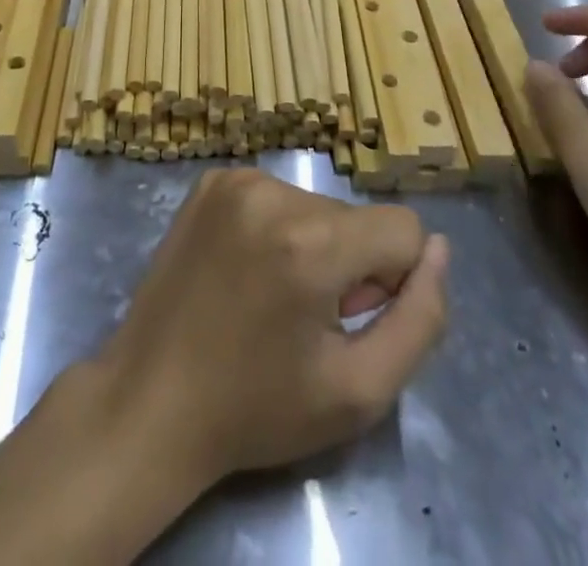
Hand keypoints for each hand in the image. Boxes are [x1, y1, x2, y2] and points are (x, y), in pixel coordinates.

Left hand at [93, 169, 448, 484]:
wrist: (149, 400)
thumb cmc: (257, 408)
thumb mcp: (359, 392)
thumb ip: (419, 319)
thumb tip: (438, 250)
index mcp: (311, 241)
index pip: (403, 228)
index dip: (393, 281)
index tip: (353, 318)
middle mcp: (272, 191)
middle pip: (356, 218)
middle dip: (350, 264)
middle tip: (306, 320)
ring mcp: (235, 179)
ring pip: (317, 205)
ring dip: (313, 247)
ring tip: (272, 299)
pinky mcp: (210, 181)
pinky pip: (275, 196)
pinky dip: (276, 230)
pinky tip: (246, 272)